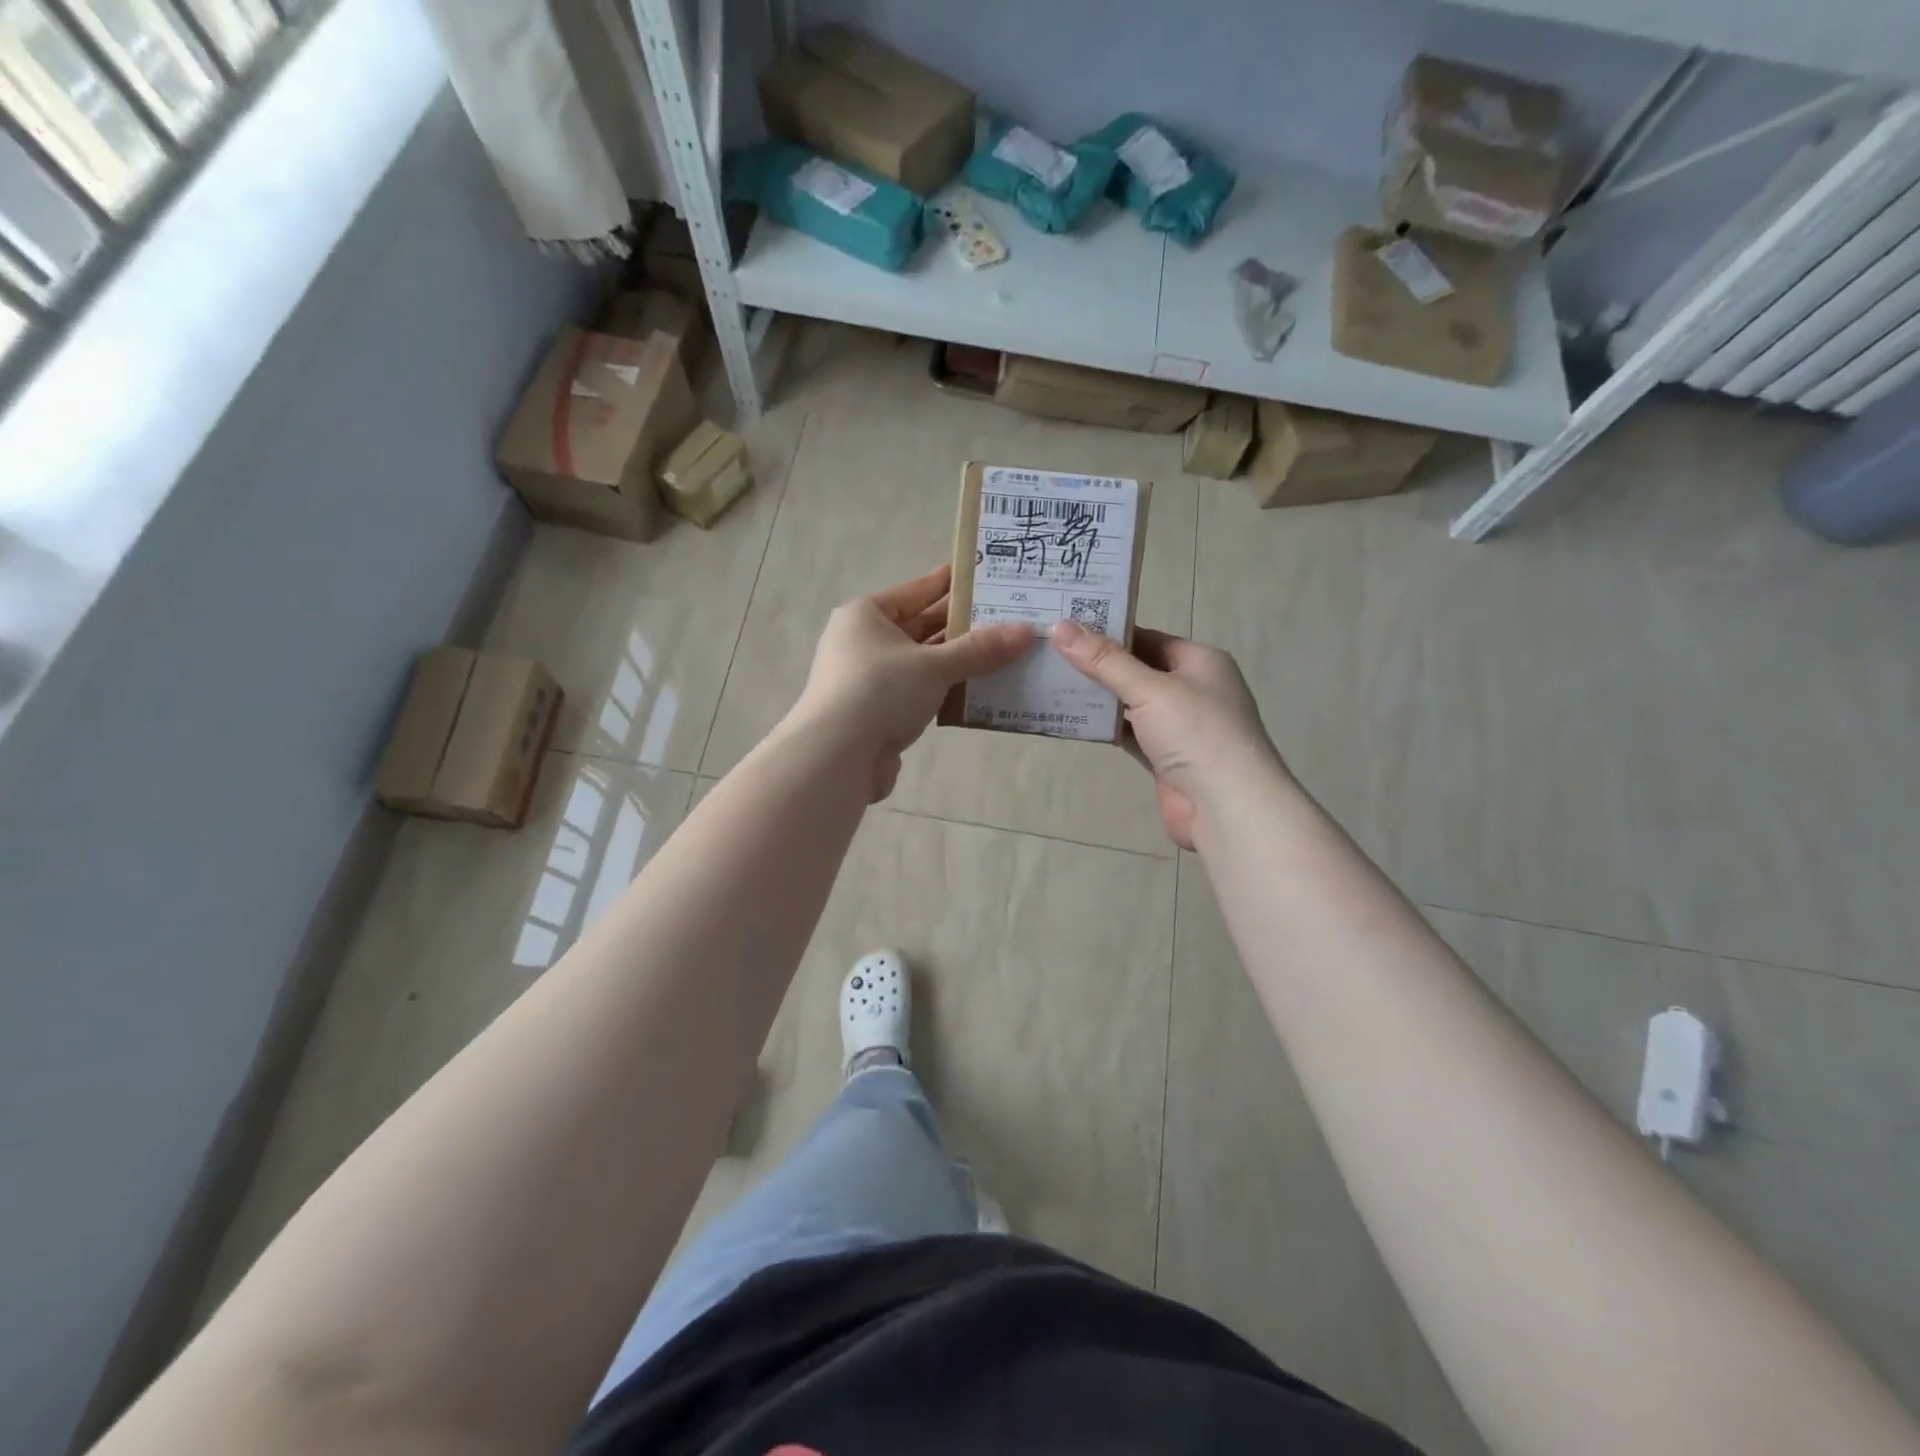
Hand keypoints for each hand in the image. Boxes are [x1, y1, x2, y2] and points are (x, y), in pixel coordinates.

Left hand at [791, 564, 1033, 800]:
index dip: (949, 583)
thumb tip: (1025, 631)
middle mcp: (862, 642)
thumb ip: (979, 649)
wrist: (836, 758)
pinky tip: (977, 692)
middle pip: (919, 627)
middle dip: (961, 627)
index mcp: (866, 616)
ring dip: (956, 662)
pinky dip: (943, 691)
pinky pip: (917, 693)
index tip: (982, 576)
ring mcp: (867, 680)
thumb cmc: (880, 693)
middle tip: (1005, 618)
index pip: (915, 591)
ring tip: (1002, 655)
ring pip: (921, 663)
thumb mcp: (934, 666)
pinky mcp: (875, 713)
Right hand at [1051, 620, 1280, 849]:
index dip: (1108, 632)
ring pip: (1131, 703)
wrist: (1226, 806)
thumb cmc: (1196, 733)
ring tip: (1051, 681)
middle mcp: (1192, 689)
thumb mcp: (1149, 689)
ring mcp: (1179, 726)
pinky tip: (1071, 719)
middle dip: (1098, 665)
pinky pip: (1129, 733)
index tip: (1065, 627)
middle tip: (1050, 653)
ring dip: (1098, 697)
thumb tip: (1060, 627)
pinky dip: (1105, 727)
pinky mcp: (1165, 757)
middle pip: (1137, 669)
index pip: (1148, 637)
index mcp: (1200, 661)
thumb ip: (1104, 661)